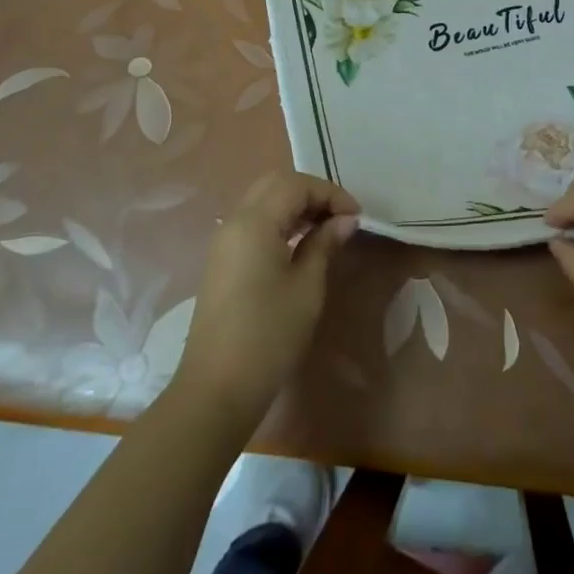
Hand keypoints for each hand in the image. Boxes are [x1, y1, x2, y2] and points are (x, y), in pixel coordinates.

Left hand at [176, 172, 359, 430]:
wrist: (217, 389)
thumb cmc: (269, 336)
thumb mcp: (307, 288)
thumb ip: (324, 245)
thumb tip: (345, 221)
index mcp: (254, 222)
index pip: (295, 184)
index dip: (330, 193)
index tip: (356, 217)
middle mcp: (235, 221)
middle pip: (275, 184)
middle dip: (311, 193)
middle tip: (340, 217)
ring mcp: (224, 241)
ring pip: (263, 200)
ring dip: (295, 205)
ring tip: (325, 229)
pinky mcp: (222, 260)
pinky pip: (253, 221)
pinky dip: (279, 220)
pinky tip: (300, 243)